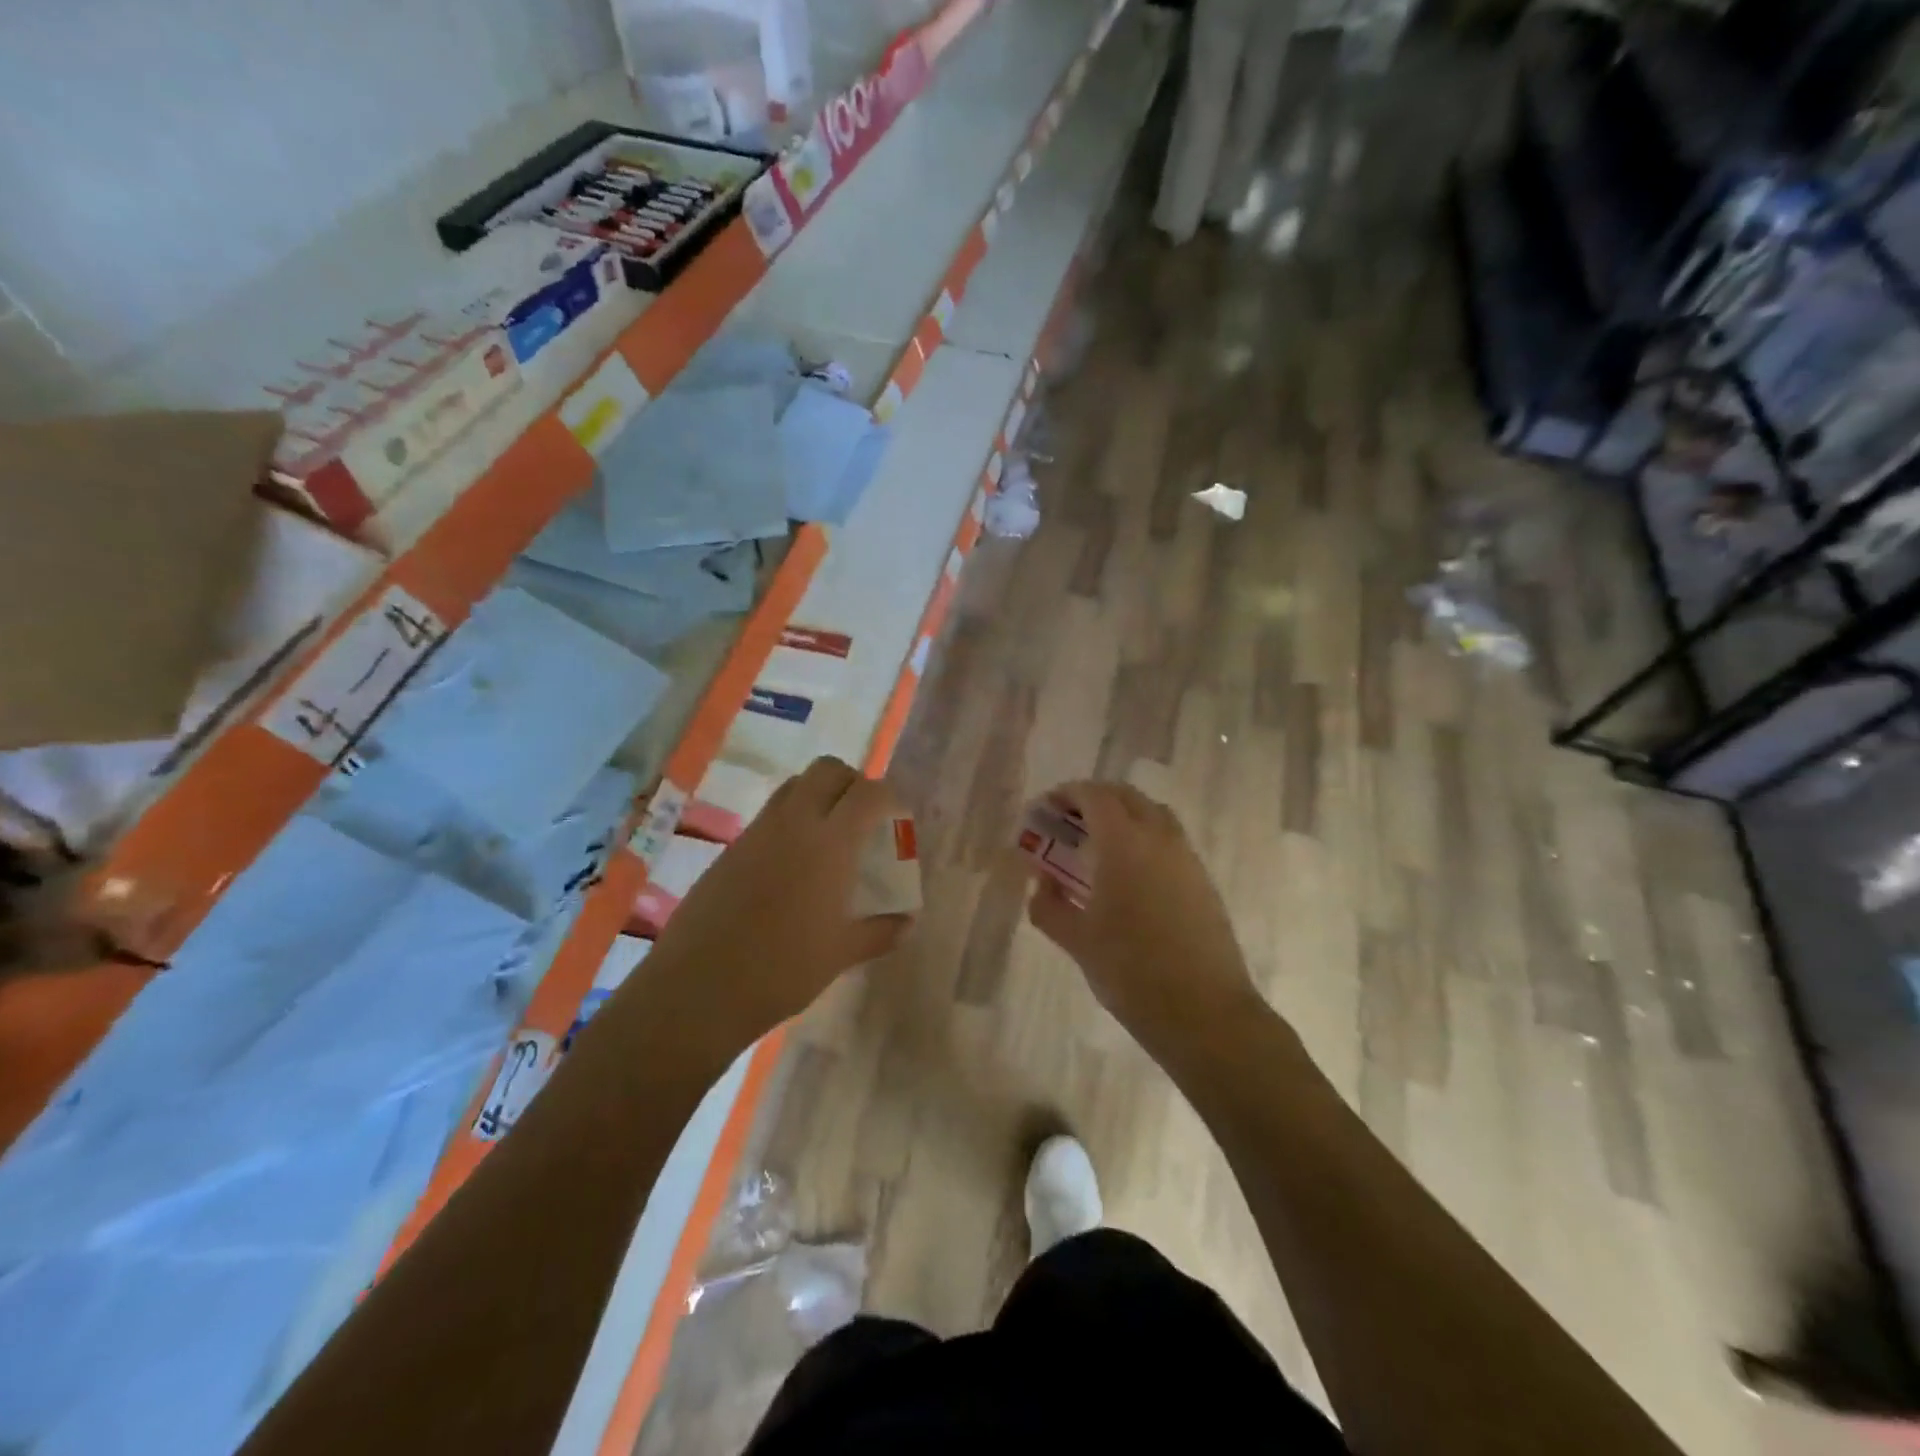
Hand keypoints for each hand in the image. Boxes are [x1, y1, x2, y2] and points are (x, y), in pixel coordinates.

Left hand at [641, 757, 911, 1061]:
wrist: (698, 987)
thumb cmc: (782, 970)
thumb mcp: (841, 954)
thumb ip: (880, 932)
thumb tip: (907, 923)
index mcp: (829, 843)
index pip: (867, 793)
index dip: (888, 797)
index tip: (896, 818)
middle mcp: (793, 824)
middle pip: (827, 770)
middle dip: (851, 782)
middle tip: (863, 817)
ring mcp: (757, 832)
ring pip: (793, 786)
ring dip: (818, 795)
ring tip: (829, 836)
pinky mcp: (730, 848)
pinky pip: (769, 815)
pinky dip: (790, 821)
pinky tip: (792, 865)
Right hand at [1025, 781, 1264, 1067]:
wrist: (1205, 1012)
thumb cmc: (1131, 971)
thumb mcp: (1077, 941)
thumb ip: (1049, 905)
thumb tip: (1042, 883)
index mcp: (1124, 843)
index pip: (1094, 796)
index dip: (1067, 794)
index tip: (1046, 808)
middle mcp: (1159, 838)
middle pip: (1125, 796)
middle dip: (1094, 799)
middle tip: (1068, 821)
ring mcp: (1186, 857)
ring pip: (1152, 814)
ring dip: (1123, 815)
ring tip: (1098, 845)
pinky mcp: (1202, 880)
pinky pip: (1169, 840)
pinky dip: (1144, 838)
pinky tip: (1129, 875)